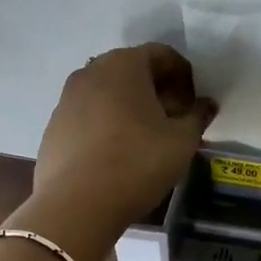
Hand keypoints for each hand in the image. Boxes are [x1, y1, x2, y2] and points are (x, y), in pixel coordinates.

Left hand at [28, 44, 215, 235]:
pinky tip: (117, 154)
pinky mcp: (54, 125)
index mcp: (124, 64)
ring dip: (131, 107)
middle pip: (133, 70)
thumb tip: (205, 105)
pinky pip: (89, 114)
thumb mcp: (182, 141)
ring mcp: (67, 98)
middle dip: (157, 90)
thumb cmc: (137, 163)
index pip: (162, 55)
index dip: (185, 76)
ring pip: (108, 92)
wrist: (76, 205)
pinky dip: (107, 124)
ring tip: (146, 139)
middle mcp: (91, 71)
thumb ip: (197, 116)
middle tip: (173, 120)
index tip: (193, 105)